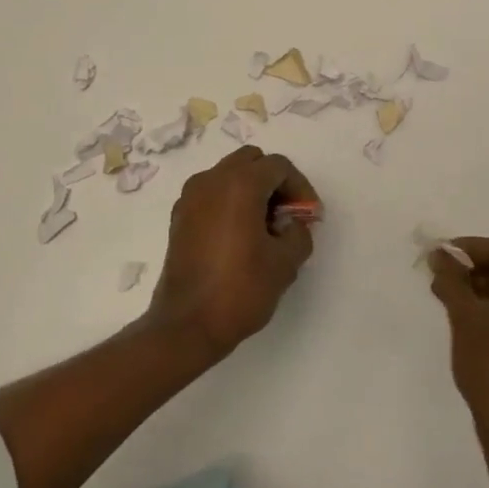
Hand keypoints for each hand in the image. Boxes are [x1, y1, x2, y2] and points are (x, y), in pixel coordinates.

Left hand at [149, 146, 319, 359]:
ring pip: (230, 174)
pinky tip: (240, 236)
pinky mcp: (179, 217)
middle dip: (274, 182)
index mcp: (240, 184)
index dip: (300, 188)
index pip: (279, 167)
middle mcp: (211, 180)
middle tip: (287, 215)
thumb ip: (299, 233)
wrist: (186, 327)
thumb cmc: (240, 290)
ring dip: (251, 190)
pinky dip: (230, 202)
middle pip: (252, 161)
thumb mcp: (286, 263)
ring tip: (265, 226)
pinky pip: (212, 193)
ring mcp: (190, 198)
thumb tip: (292, 224)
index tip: (308, 217)